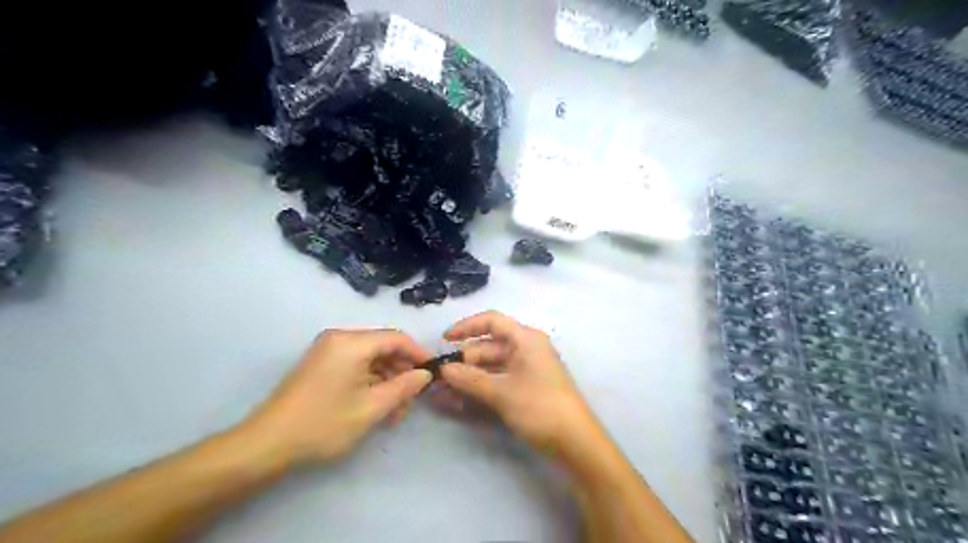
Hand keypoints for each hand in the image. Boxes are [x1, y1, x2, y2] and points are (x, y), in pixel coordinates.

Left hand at [235, 329, 433, 469]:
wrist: (266, 444)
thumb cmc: (323, 424)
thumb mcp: (371, 408)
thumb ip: (404, 387)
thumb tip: (425, 374)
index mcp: (352, 342)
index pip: (397, 338)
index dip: (419, 354)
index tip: (433, 374)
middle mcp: (340, 338)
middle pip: (384, 347)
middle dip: (401, 372)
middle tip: (410, 401)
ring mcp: (328, 350)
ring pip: (371, 358)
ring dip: (387, 380)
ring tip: (394, 412)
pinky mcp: (321, 364)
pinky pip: (356, 365)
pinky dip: (370, 382)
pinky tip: (376, 406)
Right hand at [439, 314, 602, 458]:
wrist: (576, 442)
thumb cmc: (540, 407)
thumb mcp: (502, 392)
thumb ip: (470, 379)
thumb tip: (443, 369)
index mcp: (526, 339)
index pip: (492, 321)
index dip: (467, 327)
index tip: (444, 340)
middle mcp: (526, 349)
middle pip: (488, 347)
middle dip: (463, 361)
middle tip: (439, 378)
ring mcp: (526, 370)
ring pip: (491, 367)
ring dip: (469, 378)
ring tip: (444, 392)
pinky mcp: (525, 388)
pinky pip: (498, 381)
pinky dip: (481, 388)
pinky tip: (461, 401)